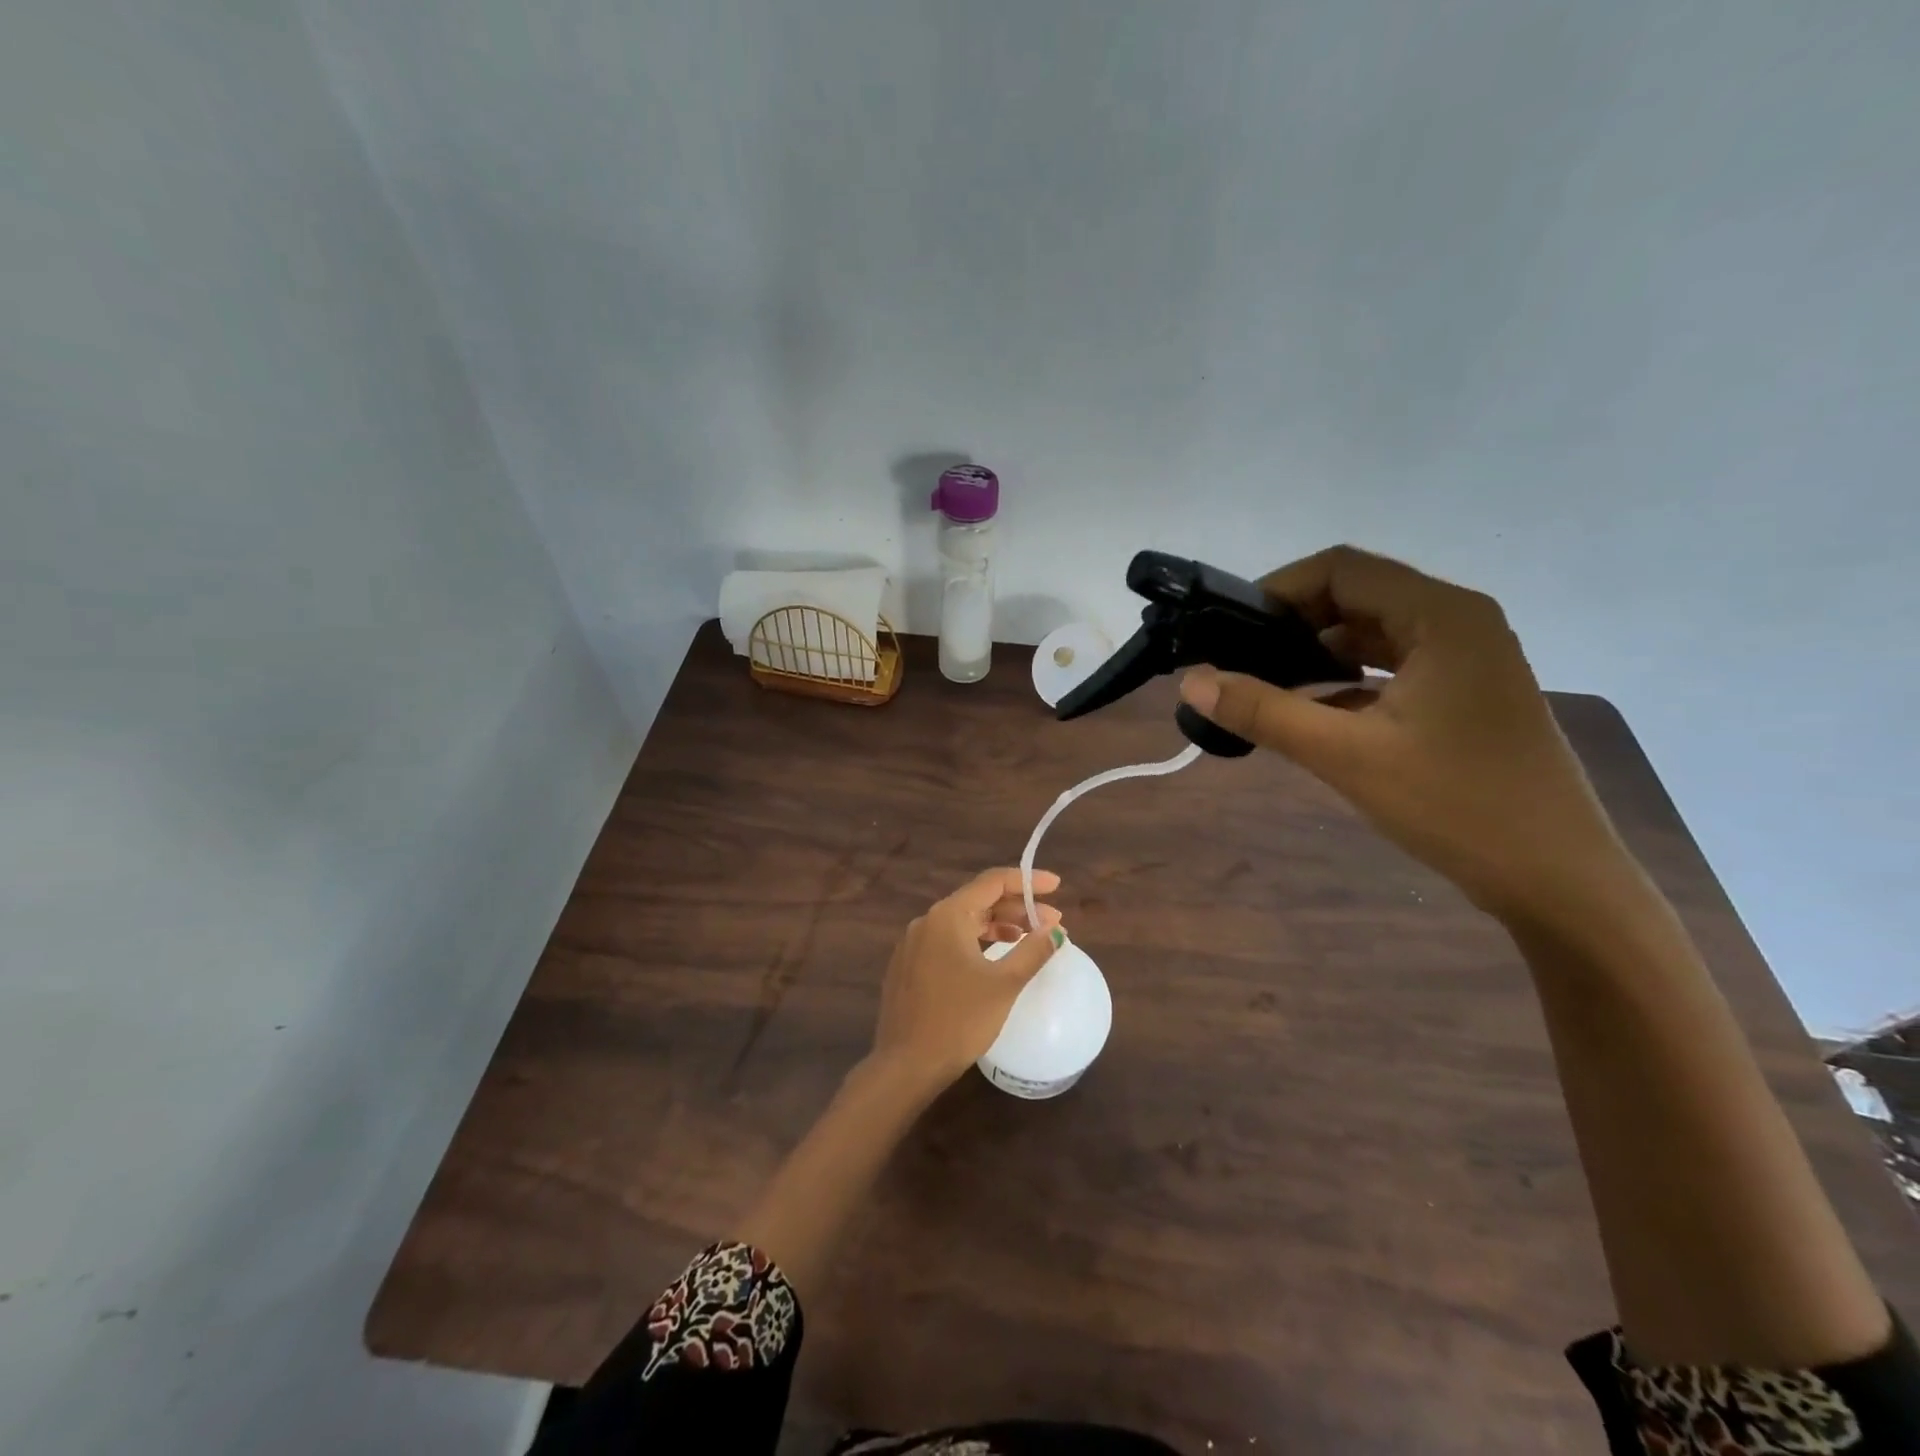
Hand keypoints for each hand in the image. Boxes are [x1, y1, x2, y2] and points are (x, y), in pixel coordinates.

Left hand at [869, 868, 1064, 1089]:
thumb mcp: (1004, 985)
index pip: (993, 882)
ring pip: (963, 922)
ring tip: (1029, 938)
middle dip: (1017, 908)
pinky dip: (977, 942)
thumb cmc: (959, 1021)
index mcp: (947, 916)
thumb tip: (1056, 930)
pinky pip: (949, 941)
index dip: (1027, 881)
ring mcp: (914, 944)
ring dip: (998, 926)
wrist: (906, 1065)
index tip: (1056, 886)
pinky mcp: (909, 966)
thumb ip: (1033, 951)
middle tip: (1052, 922)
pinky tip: (994, 958)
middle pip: (978, 900)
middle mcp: (927, 921)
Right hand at [1179, 546, 1630, 922]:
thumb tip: (1192, 680)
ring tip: (1261, 686)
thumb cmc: (1457, 806)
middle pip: (1356, 597)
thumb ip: (1264, 712)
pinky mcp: (1463, 695)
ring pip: (1371, 634)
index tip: (1229, 630)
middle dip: (1291, 624)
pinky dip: (1344, 681)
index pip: (1342, 569)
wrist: (1557, 880)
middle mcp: (1458, 622)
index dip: (1278, 590)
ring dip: (1315, 654)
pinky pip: (1389, 668)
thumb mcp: (1346, 756)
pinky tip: (1306, 713)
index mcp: (1441, 616)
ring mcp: (1465, 659)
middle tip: (1236, 660)